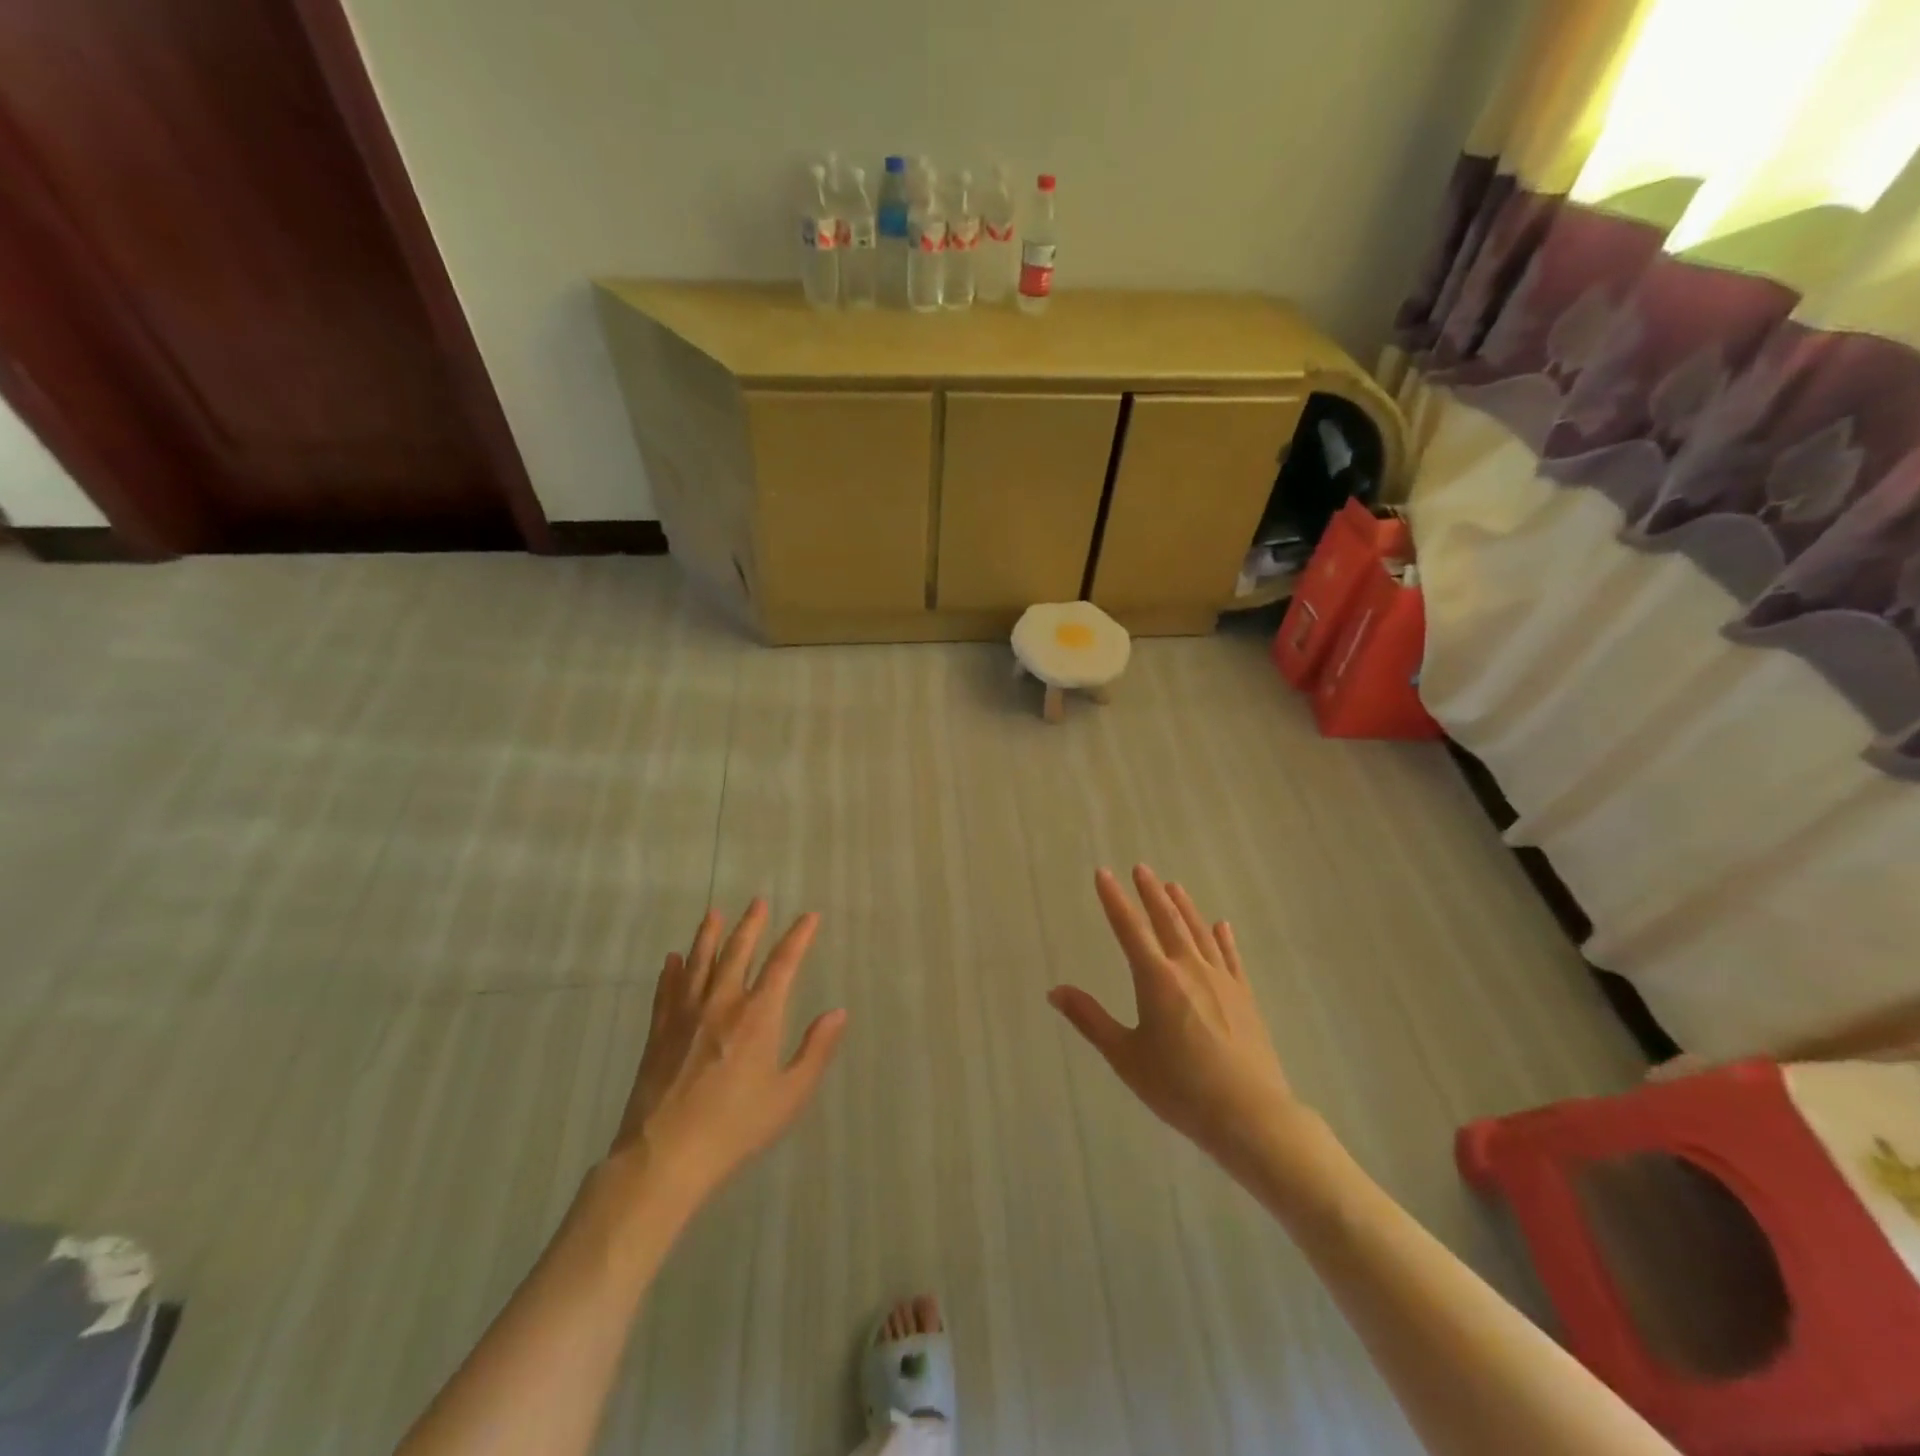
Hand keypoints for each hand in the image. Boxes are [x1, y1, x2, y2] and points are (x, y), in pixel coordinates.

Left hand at [611, 900, 846, 1202]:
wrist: (664, 1156)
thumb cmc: (736, 1127)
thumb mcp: (789, 1095)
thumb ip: (815, 1051)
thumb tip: (838, 1013)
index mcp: (758, 1016)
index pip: (783, 963)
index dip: (798, 936)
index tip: (809, 916)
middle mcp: (722, 1003)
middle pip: (738, 952)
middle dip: (752, 924)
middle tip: (758, 901)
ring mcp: (686, 1015)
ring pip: (699, 962)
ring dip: (708, 936)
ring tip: (714, 914)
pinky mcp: (659, 1032)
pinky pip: (666, 990)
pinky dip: (671, 971)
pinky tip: (671, 960)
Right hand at [1049, 866, 1306, 1175]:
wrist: (1250, 1115)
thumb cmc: (1179, 1087)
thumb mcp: (1125, 1057)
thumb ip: (1090, 1020)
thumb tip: (1055, 990)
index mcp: (1156, 979)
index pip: (1129, 928)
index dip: (1114, 899)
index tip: (1103, 873)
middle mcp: (1188, 968)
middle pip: (1167, 920)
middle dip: (1151, 893)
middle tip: (1141, 868)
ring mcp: (1221, 980)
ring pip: (1199, 932)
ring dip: (1184, 907)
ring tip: (1173, 885)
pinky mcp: (1244, 997)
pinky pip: (1230, 957)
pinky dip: (1223, 938)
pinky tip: (1221, 926)